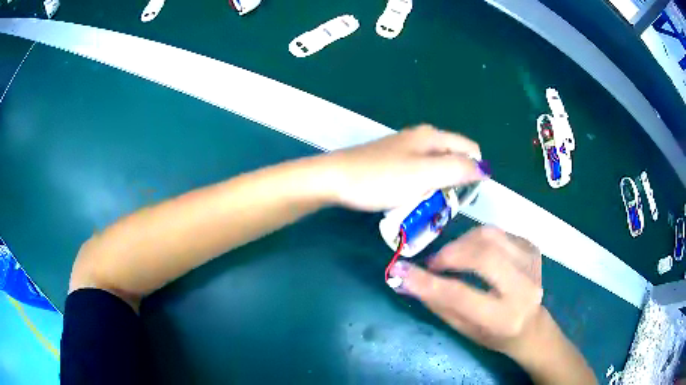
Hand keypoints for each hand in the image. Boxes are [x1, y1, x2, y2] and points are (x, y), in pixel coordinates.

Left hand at [322, 125, 487, 211]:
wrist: (335, 179)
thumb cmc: (382, 178)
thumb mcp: (425, 174)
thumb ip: (457, 169)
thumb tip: (485, 169)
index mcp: (433, 136)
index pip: (470, 148)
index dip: (475, 171)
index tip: (465, 195)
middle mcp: (421, 137)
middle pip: (453, 157)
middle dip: (455, 180)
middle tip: (444, 204)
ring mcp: (404, 149)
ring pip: (435, 167)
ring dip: (438, 186)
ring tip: (427, 204)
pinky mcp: (392, 161)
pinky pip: (418, 173)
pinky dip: (421, 186)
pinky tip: (410, 198)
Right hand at [387, 226, 543, 357]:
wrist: (532, 326)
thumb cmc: (495, 335)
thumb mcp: (464, 330)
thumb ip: (438, 304)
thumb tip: (406, 279)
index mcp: (503, 318)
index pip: (460, 296)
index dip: (427, 282)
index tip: (399, 270)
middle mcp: (523, 288)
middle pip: (482, 256)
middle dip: (450, 254)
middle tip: (434, 263)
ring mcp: (532, 263)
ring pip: (490, 236)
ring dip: (462, 243)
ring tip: (452, 257)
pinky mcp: (532, 248)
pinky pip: (498, 233)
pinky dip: (478, 240)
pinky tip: (475, 254)